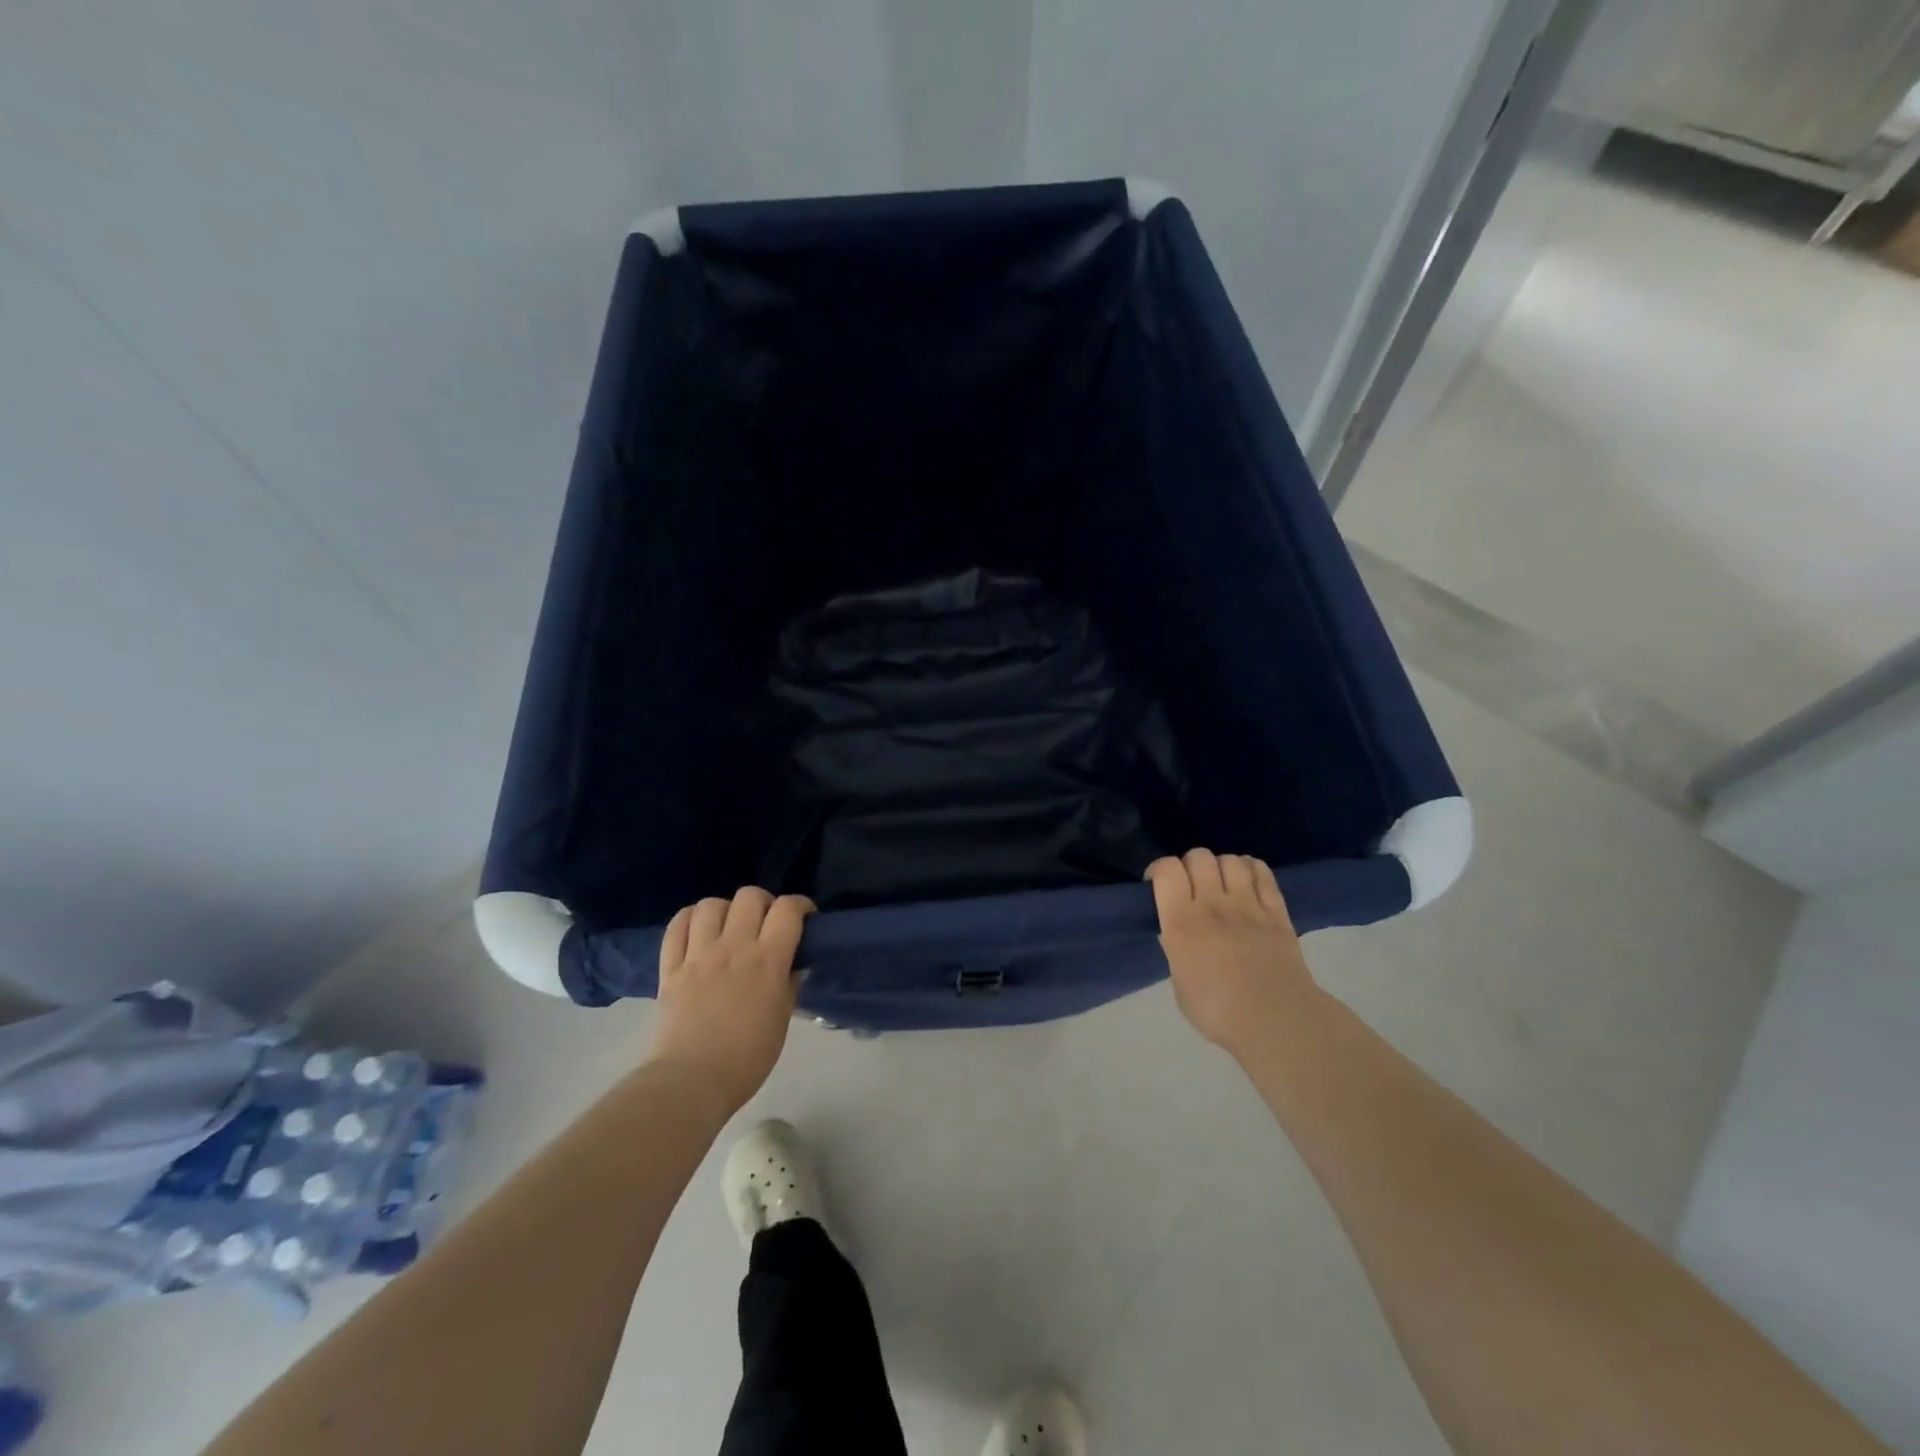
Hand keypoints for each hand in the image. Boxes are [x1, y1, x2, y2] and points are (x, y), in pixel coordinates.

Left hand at [649, 888, 813, 1116]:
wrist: (691, 1082)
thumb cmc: (747, 1057)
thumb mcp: (782, 1019)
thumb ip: (789, 984)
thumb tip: (794, 963)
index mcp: (767, 960)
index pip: (787, 910)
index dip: (800, 905)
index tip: (804, 918)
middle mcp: (733, 947)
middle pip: (749, 896)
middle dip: (764, 903)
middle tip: (766, 923)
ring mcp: (698, 954)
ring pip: (711, 904)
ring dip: (725, 909)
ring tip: (729, 926)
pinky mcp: (670, 967)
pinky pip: (676, 926)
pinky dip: (689, 920)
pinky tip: (697, 930)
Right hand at [1148, 849, 1317, 1057]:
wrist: (1277, 1022)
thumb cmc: (1218, 1012)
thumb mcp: (1180, 984)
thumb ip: (1176, 951)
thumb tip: (1176, 934)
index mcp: (1181, 923)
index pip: (1167, 869)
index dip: (1159, 870)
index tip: (1158, 885)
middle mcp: (1213, 905)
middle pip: (1198, 856)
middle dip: (1190, 865)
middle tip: (1192, 886)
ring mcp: (1248, 905)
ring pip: (1231, 860)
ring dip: (1221, 866)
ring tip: (1222, 884)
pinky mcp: (1277, 911)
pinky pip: (1263, 873)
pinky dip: (1251, 870)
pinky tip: (1247, 882)